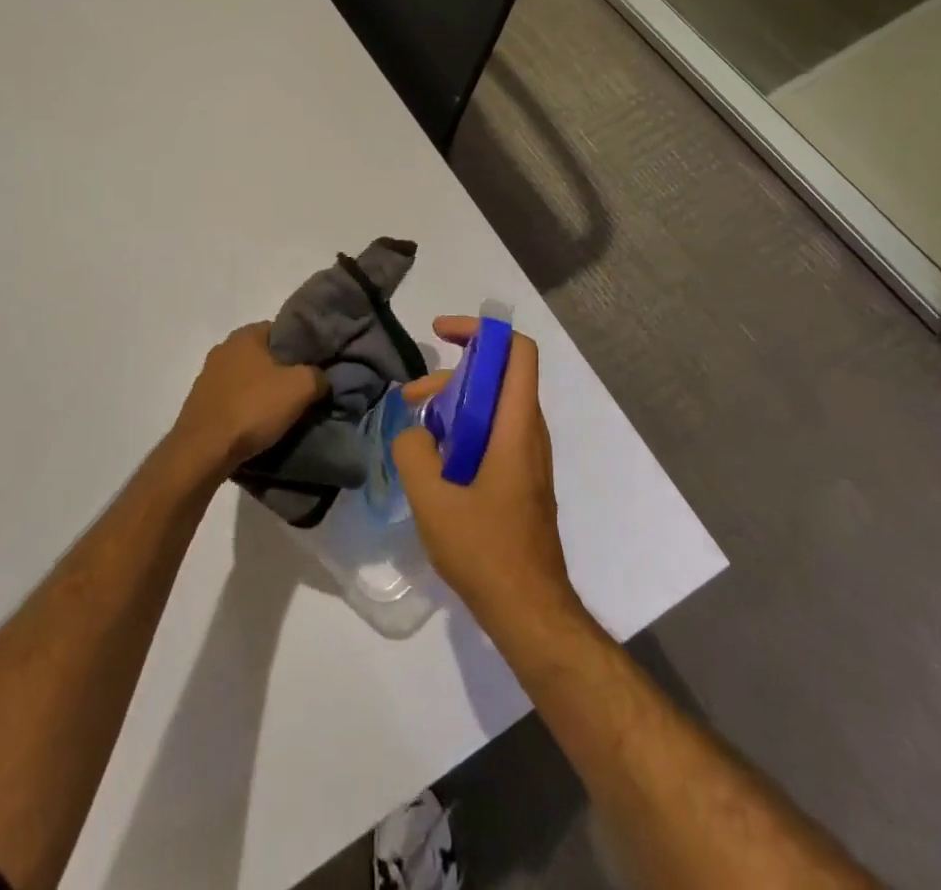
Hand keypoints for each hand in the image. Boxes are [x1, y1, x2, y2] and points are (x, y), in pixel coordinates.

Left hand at [170, 322, 327, 477]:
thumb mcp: (300, 388)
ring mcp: (207, 376)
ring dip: (262, 391)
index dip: (301, 347)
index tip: (313, 366)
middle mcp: (223, 348)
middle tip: (301, 391)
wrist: (203, 451)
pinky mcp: (199, 402)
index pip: (282, 330)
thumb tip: (321, 377)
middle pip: (263, 355)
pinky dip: (245, 408)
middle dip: (282, 371)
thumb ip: (318, 375)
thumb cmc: (252, 409)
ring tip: (280, 412)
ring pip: (247, 378)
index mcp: (245, 335)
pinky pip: (232, 399)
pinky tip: (255, 425)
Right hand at [393, 317, 579, 630]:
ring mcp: (529, 456)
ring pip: (493, 406)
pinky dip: (464, 430)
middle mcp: (529, 432)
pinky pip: (494, 433)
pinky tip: (434, 461)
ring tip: (416, 430)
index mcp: (516, 425)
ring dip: (454, 405)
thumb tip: (412, 431)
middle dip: (452, 373)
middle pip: (498, 375)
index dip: (481, 331)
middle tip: (411, 397)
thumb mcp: (431, 498)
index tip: (442, 333)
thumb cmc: (485, 549)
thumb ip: (412, 451)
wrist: (528, 609)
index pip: (516, 351)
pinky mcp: (522, 478)